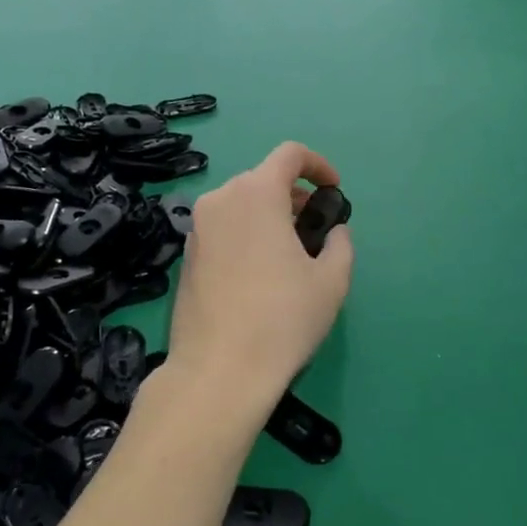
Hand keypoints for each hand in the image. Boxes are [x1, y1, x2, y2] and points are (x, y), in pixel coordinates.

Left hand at [166, 143, 352, 411]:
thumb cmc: (282, 319)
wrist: (218, 371)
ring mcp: (197, 228)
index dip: (318, 165)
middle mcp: (221, 199)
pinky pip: (223, 228)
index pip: (290, 154)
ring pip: (240, 204)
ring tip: (290, 254)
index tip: (334, 191)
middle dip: (294, 195)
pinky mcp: (186, 255)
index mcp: (256, 193)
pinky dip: (246, 234)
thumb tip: (334, 232)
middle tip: (315, 230)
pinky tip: (260, 274)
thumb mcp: (331, 281)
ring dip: (269, 215)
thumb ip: (340, 243)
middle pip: (263, 179)